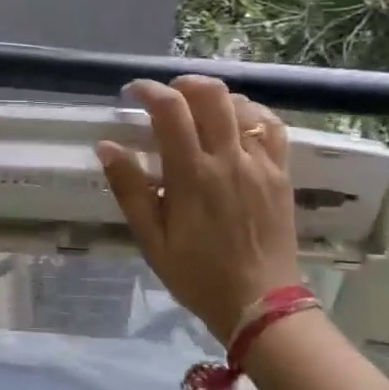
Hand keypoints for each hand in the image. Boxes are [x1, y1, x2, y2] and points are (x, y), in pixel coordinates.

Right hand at [97, 78, 300, 343]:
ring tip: (198, 113)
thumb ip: (129, 190)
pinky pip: (272, 127)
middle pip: (211, 94)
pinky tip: (237, 124)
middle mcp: (228, 159)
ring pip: (242, 105)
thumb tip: (107, 146)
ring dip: (215, 99)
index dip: (149, 90)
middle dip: (183, 84)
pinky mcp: (281, 173)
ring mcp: (260, 164)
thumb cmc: (198, 275)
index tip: (133, 93)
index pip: (170, 110)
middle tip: (166, 99)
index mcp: (192, 175)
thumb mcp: (151, 240)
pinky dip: (251, 114)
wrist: (260, 305)